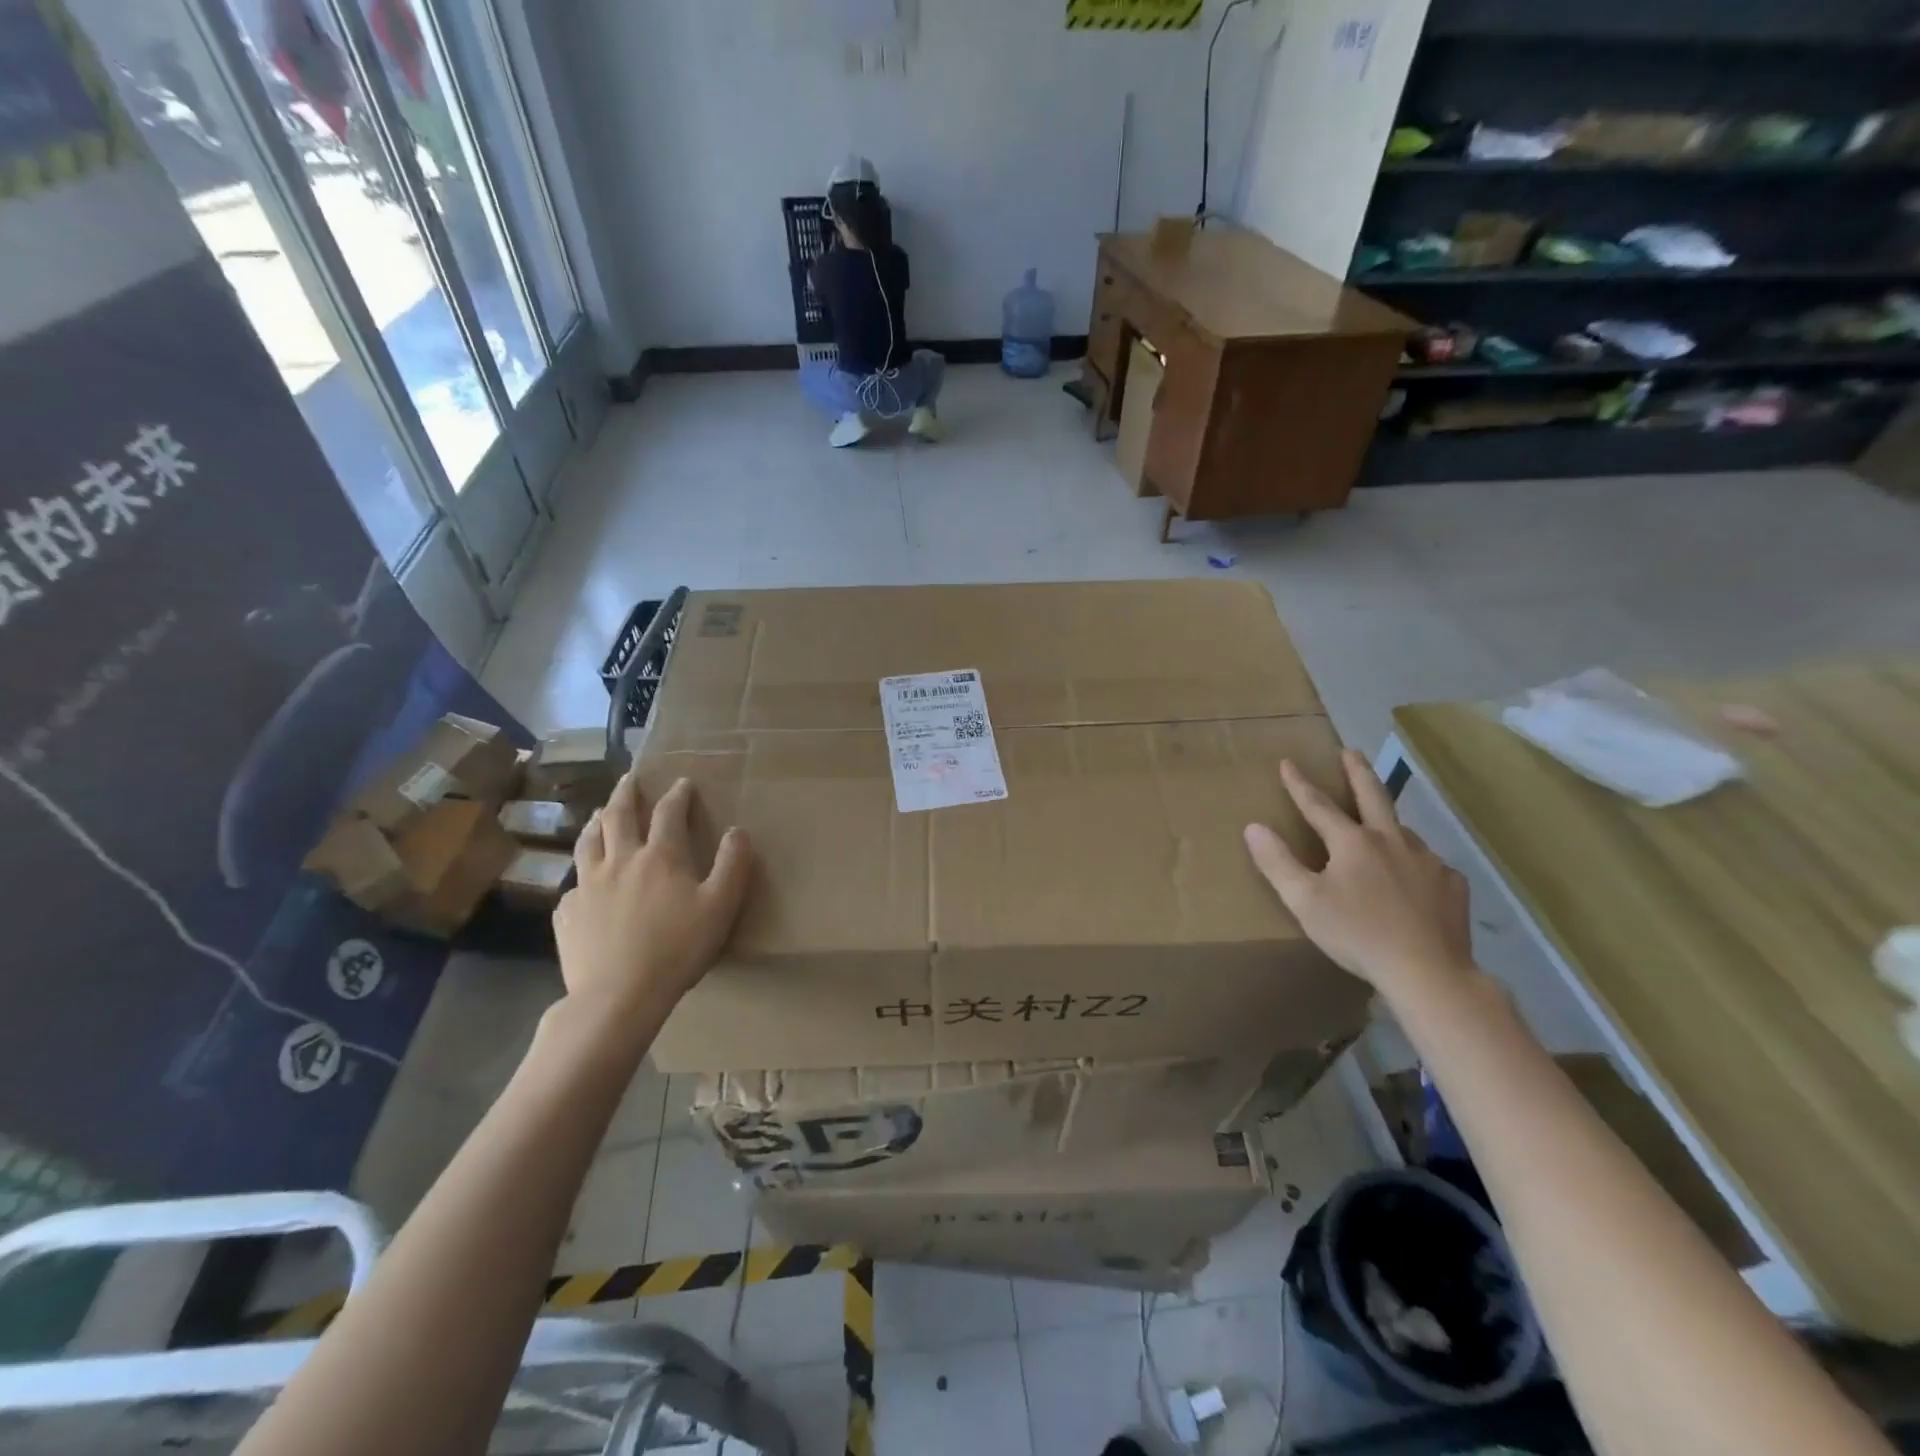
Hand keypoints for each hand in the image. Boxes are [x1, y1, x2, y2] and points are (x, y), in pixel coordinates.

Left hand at [552, 771, 751, 1025]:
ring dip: (596, 822)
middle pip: (619, 816)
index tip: (683, 782)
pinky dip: (582, 874)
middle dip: (627, 793)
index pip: (669, 813)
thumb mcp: (720, 907)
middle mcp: (620, 860)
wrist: (617, 997)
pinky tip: (584, 882)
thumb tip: (738, 831)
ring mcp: (588, 886)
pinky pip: (573, 884)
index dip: (678, 795)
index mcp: (660, 857)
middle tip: (630, 779)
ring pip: (588, 841)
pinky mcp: (567, 913)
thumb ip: (732, 865)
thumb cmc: (676, 950)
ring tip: (600, 814)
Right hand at [1243, 750, 1473, 1004]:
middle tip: (1349, 752)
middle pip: (1373, 795)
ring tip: (1379, 826)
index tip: (1288, 762)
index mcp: (1352, 842)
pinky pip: (1428, 864)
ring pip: (1402, 831)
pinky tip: (1412, 879)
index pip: (1318, 804)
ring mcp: (1427, 861)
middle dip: (1357, 772)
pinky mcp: (1451, 885)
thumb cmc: (1357, 934)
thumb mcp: (1304, 901)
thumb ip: (1277, 862)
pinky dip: (1414, 863)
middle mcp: (1392, 840)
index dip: (1299, 784)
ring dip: (1386, 821)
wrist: (1428, 972)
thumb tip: (1253, 826)